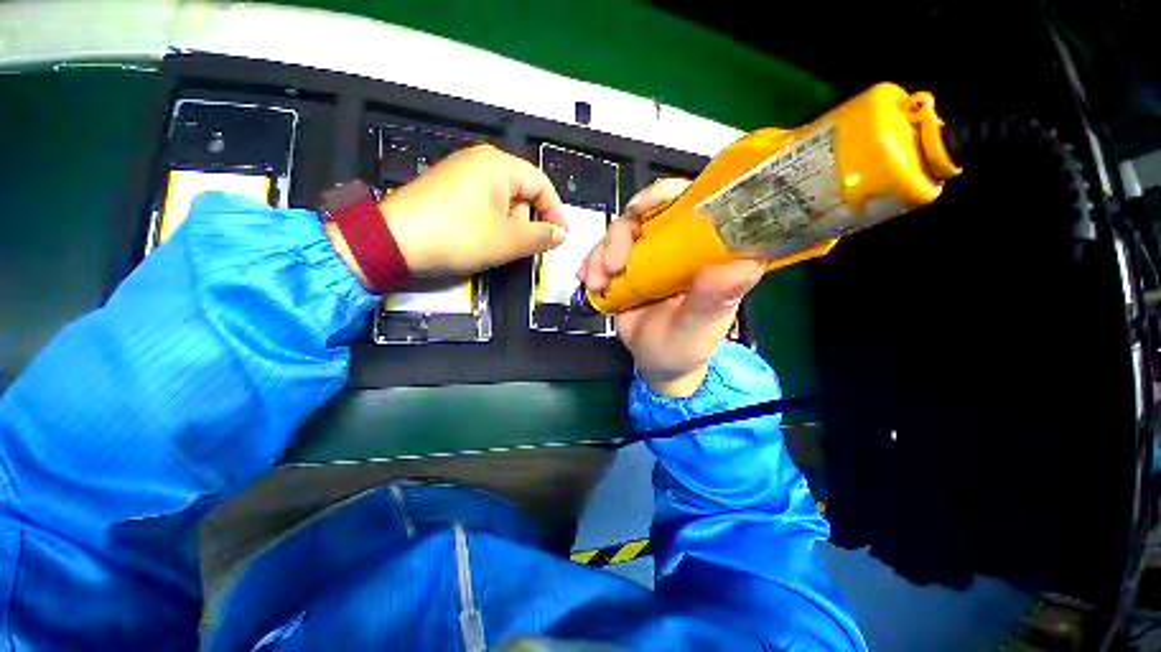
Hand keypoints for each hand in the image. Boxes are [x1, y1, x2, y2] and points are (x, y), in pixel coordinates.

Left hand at [329, 144, 567, 282]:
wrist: (394, 242)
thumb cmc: (460, 236)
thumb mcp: (509, 240)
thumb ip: (542, 236)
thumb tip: (561, 234)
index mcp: (499, 165)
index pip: (541, 185)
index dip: (556, 212)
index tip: (561, 237)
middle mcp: (480, 161)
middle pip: (522, 192)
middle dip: (528, 222)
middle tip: (523, 247)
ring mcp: (460, 173)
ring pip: (503, 201)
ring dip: (509, 226)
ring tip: (498, 247)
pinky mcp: (447, 189)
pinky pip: (483, 204)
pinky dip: (491, 223)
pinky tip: (481, 240)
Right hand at [580, 179, 765, 397]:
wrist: (657, 364)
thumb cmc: (685, 348)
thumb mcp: (699, 328)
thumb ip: (715, 300)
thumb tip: (745, 262)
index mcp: (709, 253)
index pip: (698, 203)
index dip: (670, 193)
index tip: (643, 207)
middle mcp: (681, 246)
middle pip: (650, 212)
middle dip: (623, 233)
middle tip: (612, 265)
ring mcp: (652, 254)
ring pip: (622, 231)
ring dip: (602, 253)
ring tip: (596, 283)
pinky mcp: (629, 266)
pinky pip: (605, 252)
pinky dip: (592, 263)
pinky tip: (589, 281)